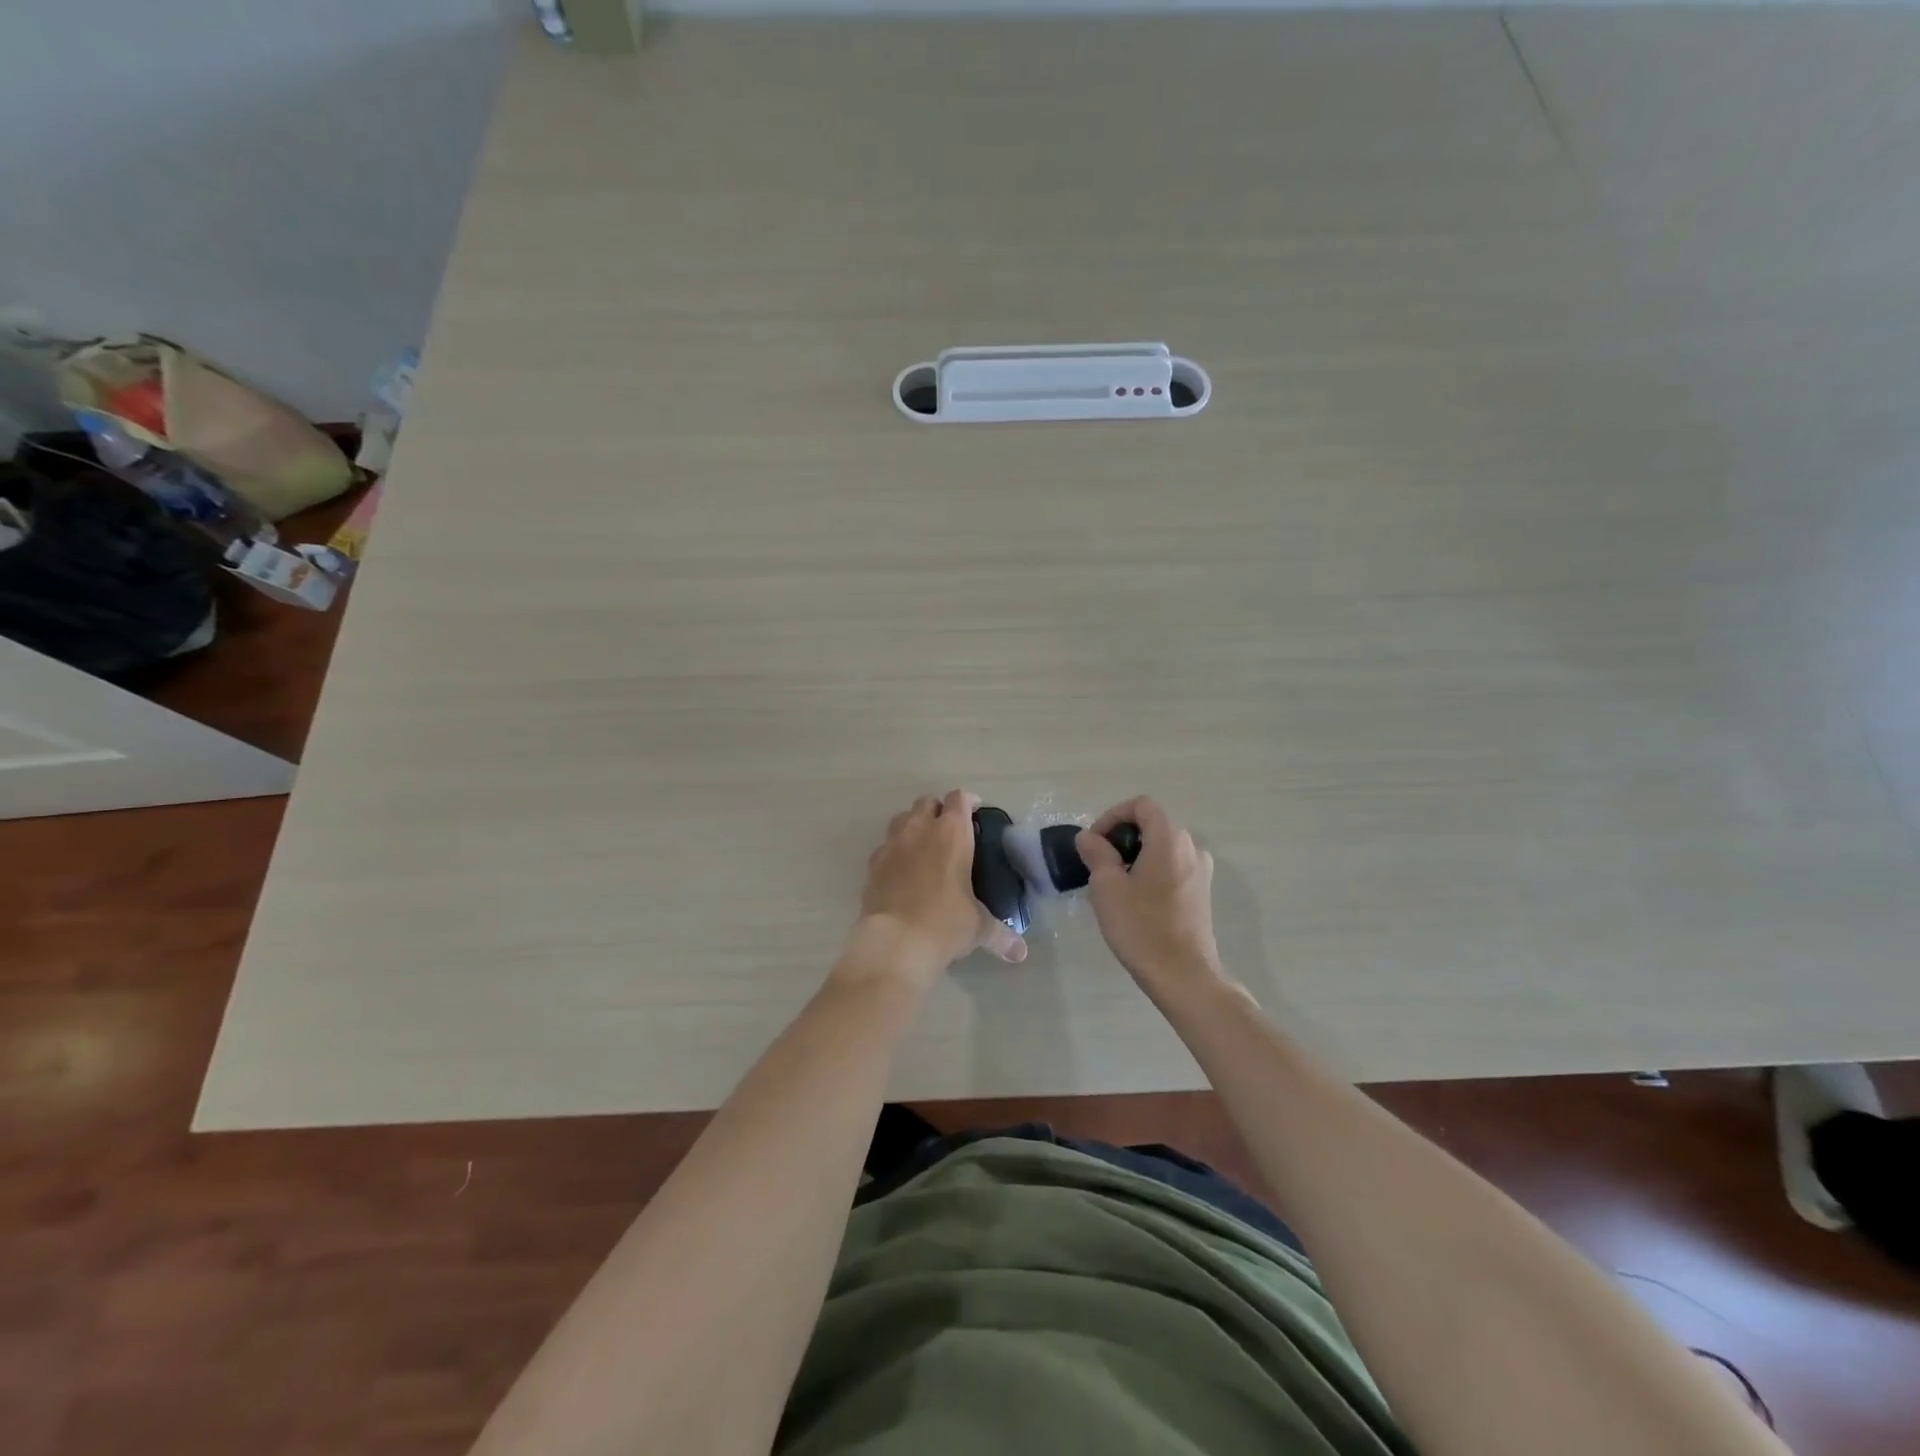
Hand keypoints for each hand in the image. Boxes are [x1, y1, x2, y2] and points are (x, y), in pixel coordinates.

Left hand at [854, 790, 1027, 977]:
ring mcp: (892, 845)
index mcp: (951, 834)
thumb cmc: (945, 924)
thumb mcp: (978, 928)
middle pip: (926, 802)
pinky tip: (901, 871)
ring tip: (923, 846)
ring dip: (913, 825)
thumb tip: (1020, 952)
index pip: (959, 799)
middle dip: (938, 811)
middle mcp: (919, 830)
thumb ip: (1001, 934)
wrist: (895, 942)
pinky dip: (894, 852)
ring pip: (901, 819)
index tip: (975, 811)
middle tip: (949, 831)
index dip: (968, 801)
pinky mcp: (872, 865)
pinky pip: (884, 847)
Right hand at [1078, 797, 1224, 990]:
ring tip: (1114, 884)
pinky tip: (1136, 900)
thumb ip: (1097, 854)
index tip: (1094, 843)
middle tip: (1099, 863)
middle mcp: (1191, 847)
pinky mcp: (1202, 893)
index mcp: (1170, 838)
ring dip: (1136, 856)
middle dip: (1122, 837)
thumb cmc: (1141, 926)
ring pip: (1162, 848)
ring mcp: (1201, 871)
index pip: (1141, 805)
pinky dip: (1152, 872)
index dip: (1113, 816)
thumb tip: (1089, 838)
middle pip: (1153, 825)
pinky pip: (1172, 868)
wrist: (1183, 975)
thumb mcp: (1107, 887)